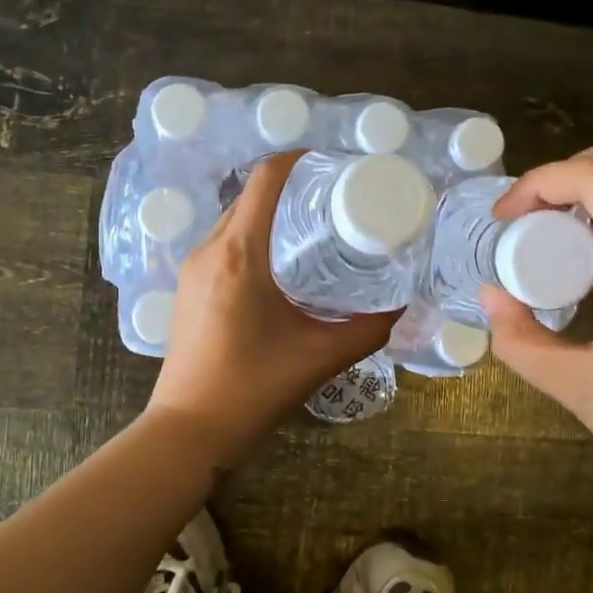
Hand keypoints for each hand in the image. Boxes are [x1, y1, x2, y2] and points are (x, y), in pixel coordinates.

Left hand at [147, 151, 397, 466]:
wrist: (189, 431)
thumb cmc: (254, 389)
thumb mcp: (322, 356)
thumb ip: (370, 327)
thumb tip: (404, 305)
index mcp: (241, 253)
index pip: (267, 178)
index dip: (302, 160)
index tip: (337, 170)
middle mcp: (211, 249)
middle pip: (252, 195)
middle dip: (294, 190)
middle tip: (338, 205)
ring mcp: (193, 268)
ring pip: (237, 220)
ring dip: (272, 216)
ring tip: (315, 233)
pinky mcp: (188, 288)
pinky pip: (225, 245)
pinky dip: (254, 240)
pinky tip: (283, 268)